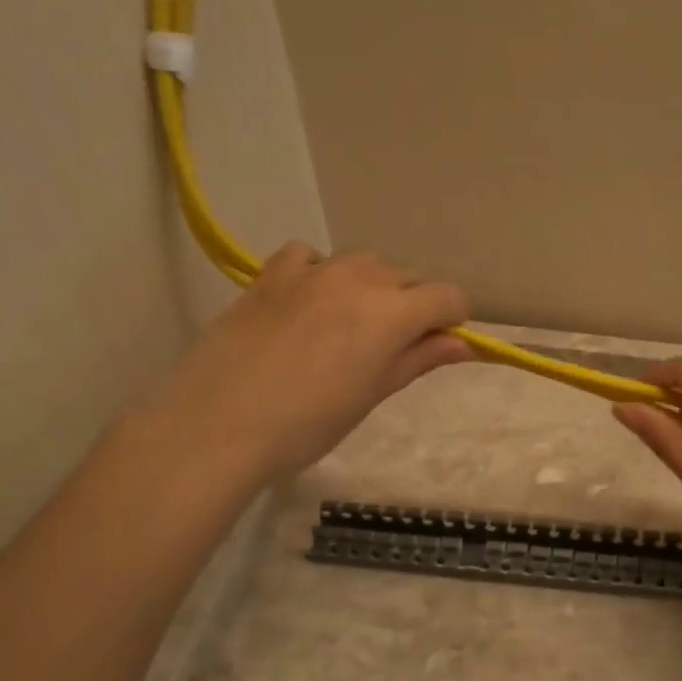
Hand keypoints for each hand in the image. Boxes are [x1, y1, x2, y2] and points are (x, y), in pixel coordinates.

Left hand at [131, 243, 470, 492]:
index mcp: (392, 312)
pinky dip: (321, 273)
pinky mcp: (271, 274)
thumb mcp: (373, 394)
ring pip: (363, 263)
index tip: (438, 346)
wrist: (218, 423)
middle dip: (413, 306)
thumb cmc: (308, 423)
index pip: (448, 296)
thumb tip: (463, 343)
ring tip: (349, 327)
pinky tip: (309, 302)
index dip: (453, 320)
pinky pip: (310, 257)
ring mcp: (312, 271)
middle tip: (391, 348)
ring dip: (372, 288)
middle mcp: (359, 278)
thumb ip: (419, 359)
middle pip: (407, 277)